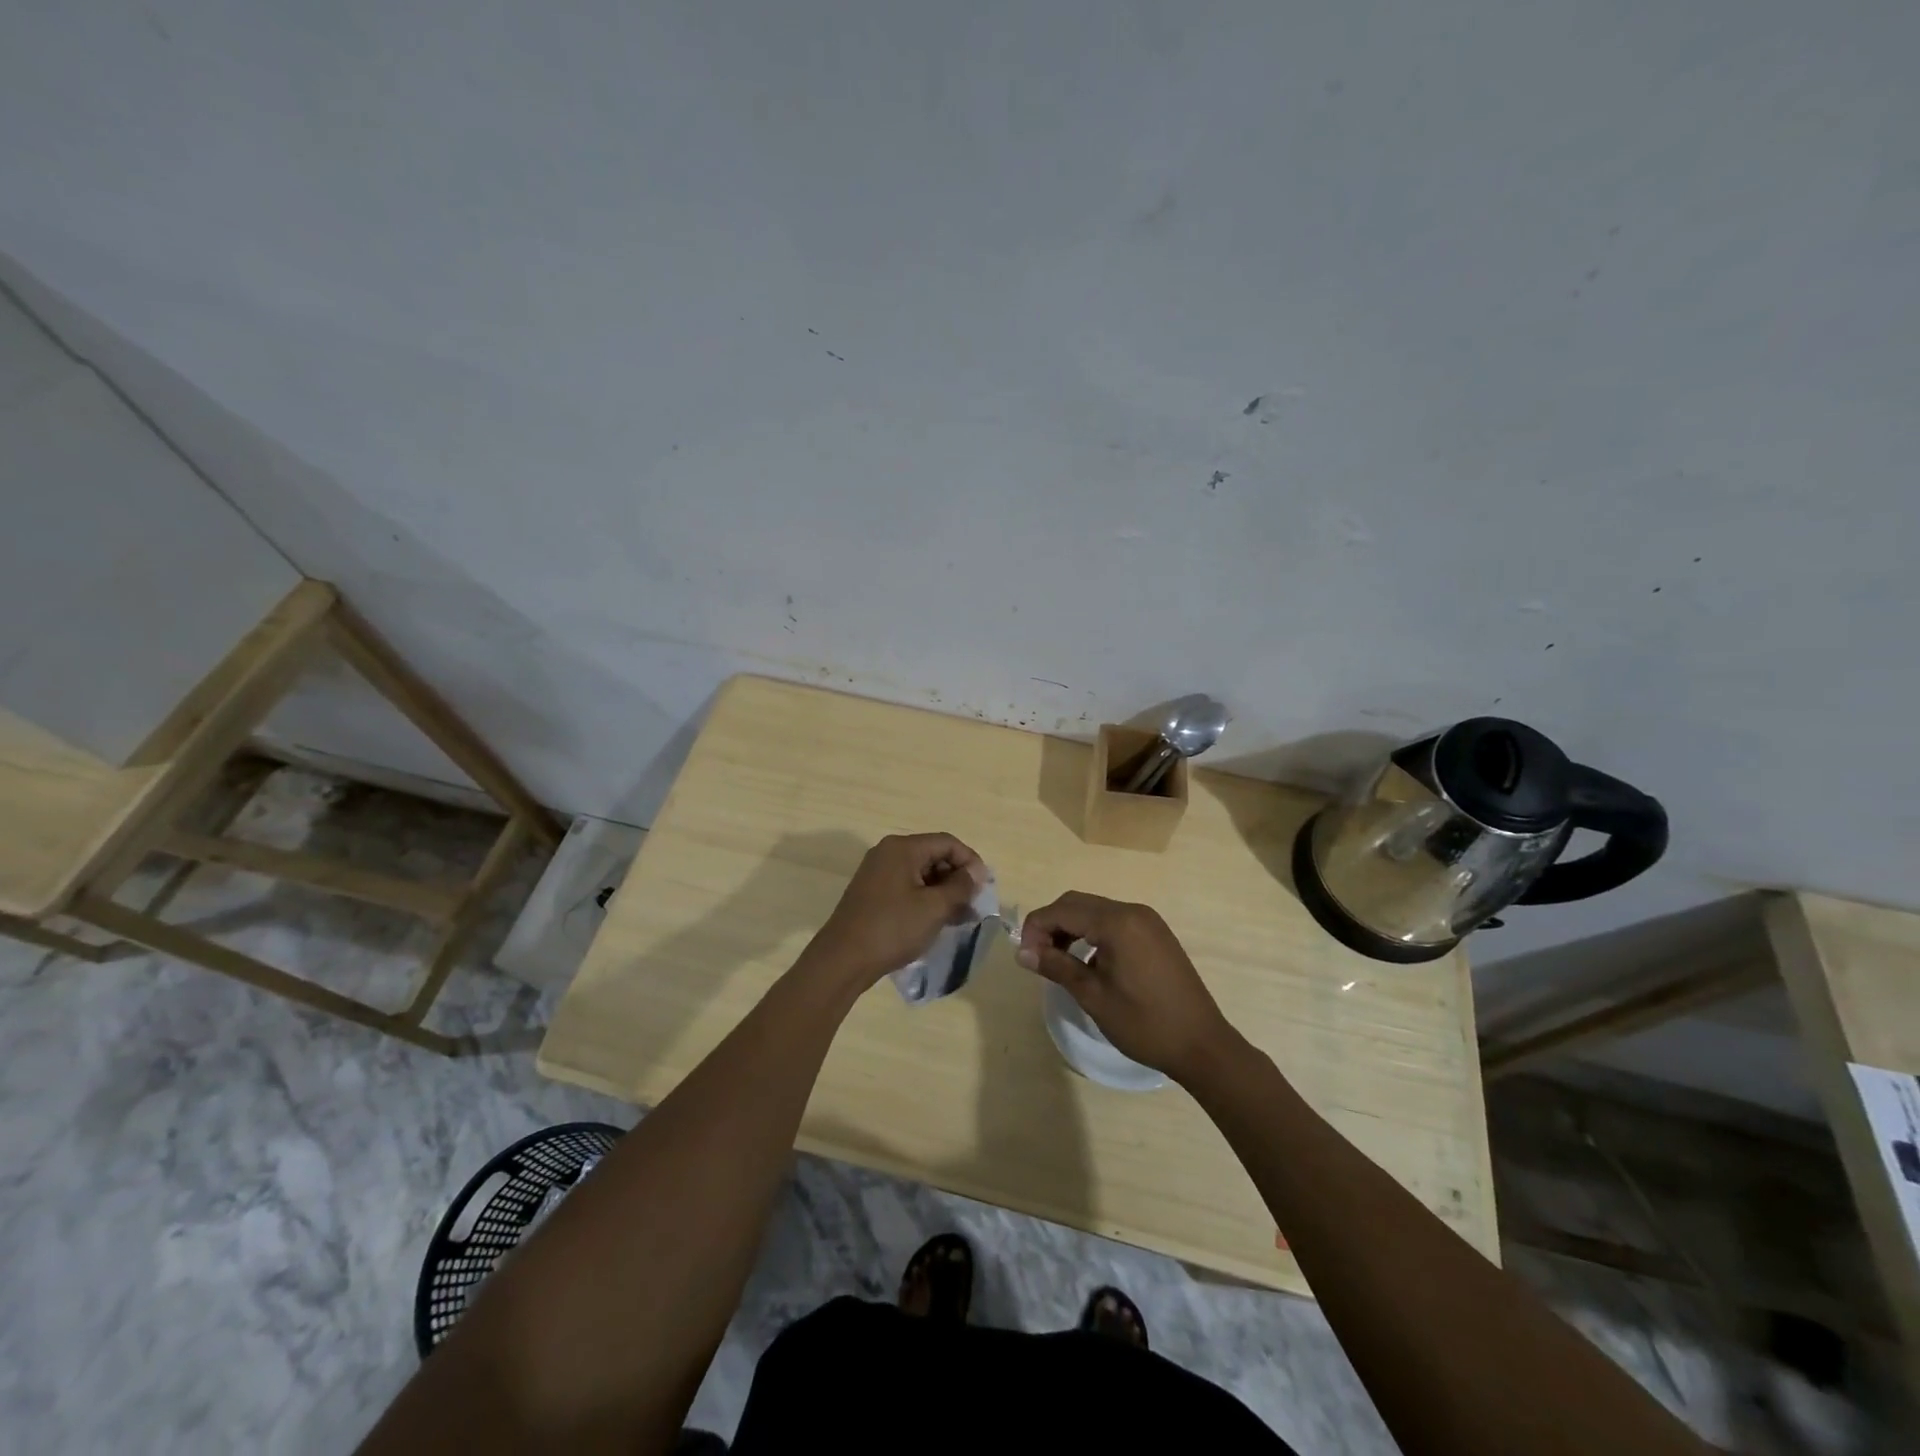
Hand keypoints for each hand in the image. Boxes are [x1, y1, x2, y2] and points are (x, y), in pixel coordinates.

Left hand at [805, 833, 986, 991]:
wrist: (843, 960)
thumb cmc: (892, 929)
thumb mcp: (934, 908)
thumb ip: (960, 887)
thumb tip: (975, 873)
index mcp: (902, 848)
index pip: (947, 842)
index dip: (970, 861)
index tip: (984, 887)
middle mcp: (888, 853)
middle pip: (933, 855)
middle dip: (957, 878)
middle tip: (974, 904)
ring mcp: (877, 873)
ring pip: (921, 873)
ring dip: (943, 891)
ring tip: (960, 917)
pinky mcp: (872, 892)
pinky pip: (907, 887)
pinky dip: (925, 899)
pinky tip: (937, 921)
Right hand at [1017, 892, 1236, 1082]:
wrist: (1202, 1045)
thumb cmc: (1144, 1024)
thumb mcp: (1093, 996)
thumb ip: (1056, 966)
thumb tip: (1021, 951)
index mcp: (1117, 922)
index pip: (1062, 910)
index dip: (1036, 928)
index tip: (1024, 956)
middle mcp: (1132, 911)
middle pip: (1077, 903)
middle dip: (1051, 924)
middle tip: (1037, 957)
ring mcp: (1148, 921)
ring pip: (1095, 910)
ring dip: (1071, 928)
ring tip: (1058, 961)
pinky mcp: (1156, 933)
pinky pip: (1114, 921)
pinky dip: (1093, 933)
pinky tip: (1089, 962)